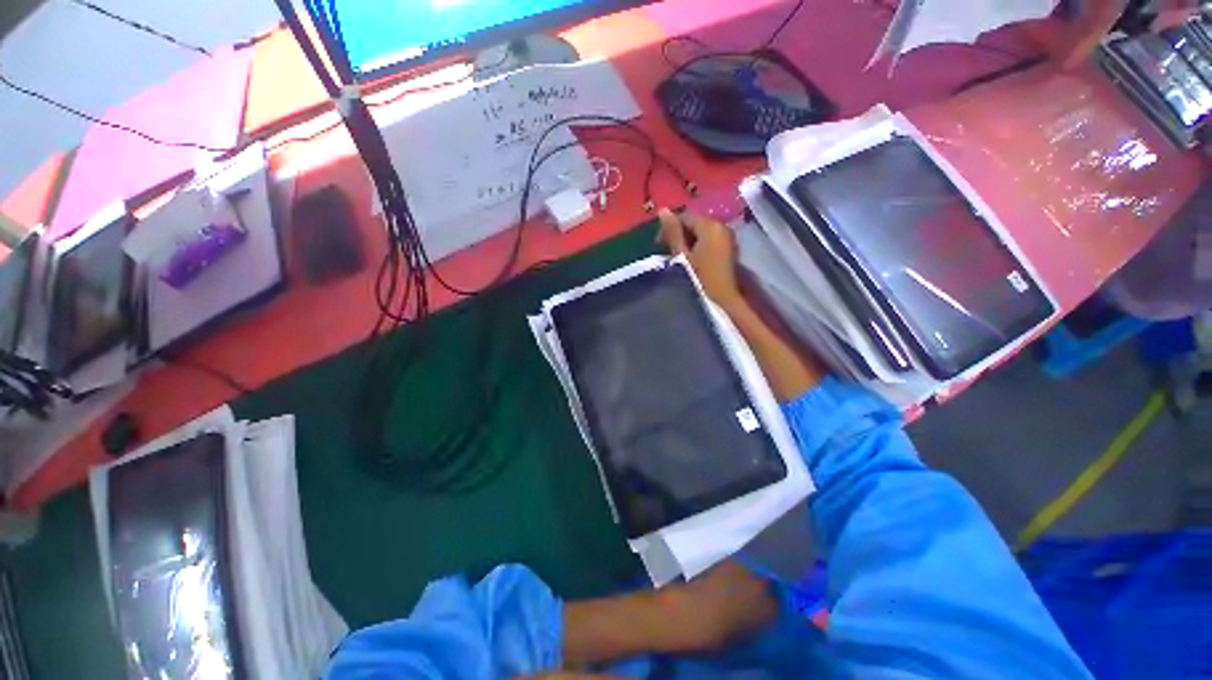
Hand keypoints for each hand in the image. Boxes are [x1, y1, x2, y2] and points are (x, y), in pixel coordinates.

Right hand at [658, 209, 741, 310]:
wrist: (722, 302)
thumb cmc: (699, 279)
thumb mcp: (681, 256)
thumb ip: (673, 233)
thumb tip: (663, 210)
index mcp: (711, 226)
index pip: (686, 216)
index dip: (669, 227)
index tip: (657, 244)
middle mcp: (722, 227)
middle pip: (695, 223)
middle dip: (678, 234)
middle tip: (666, 251)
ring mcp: (727, 239)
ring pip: (701, 233)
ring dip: (687, 242)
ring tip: (676, 258)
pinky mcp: (728, 250)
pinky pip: (709, 242)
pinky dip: (697, 247)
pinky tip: (689, 261)